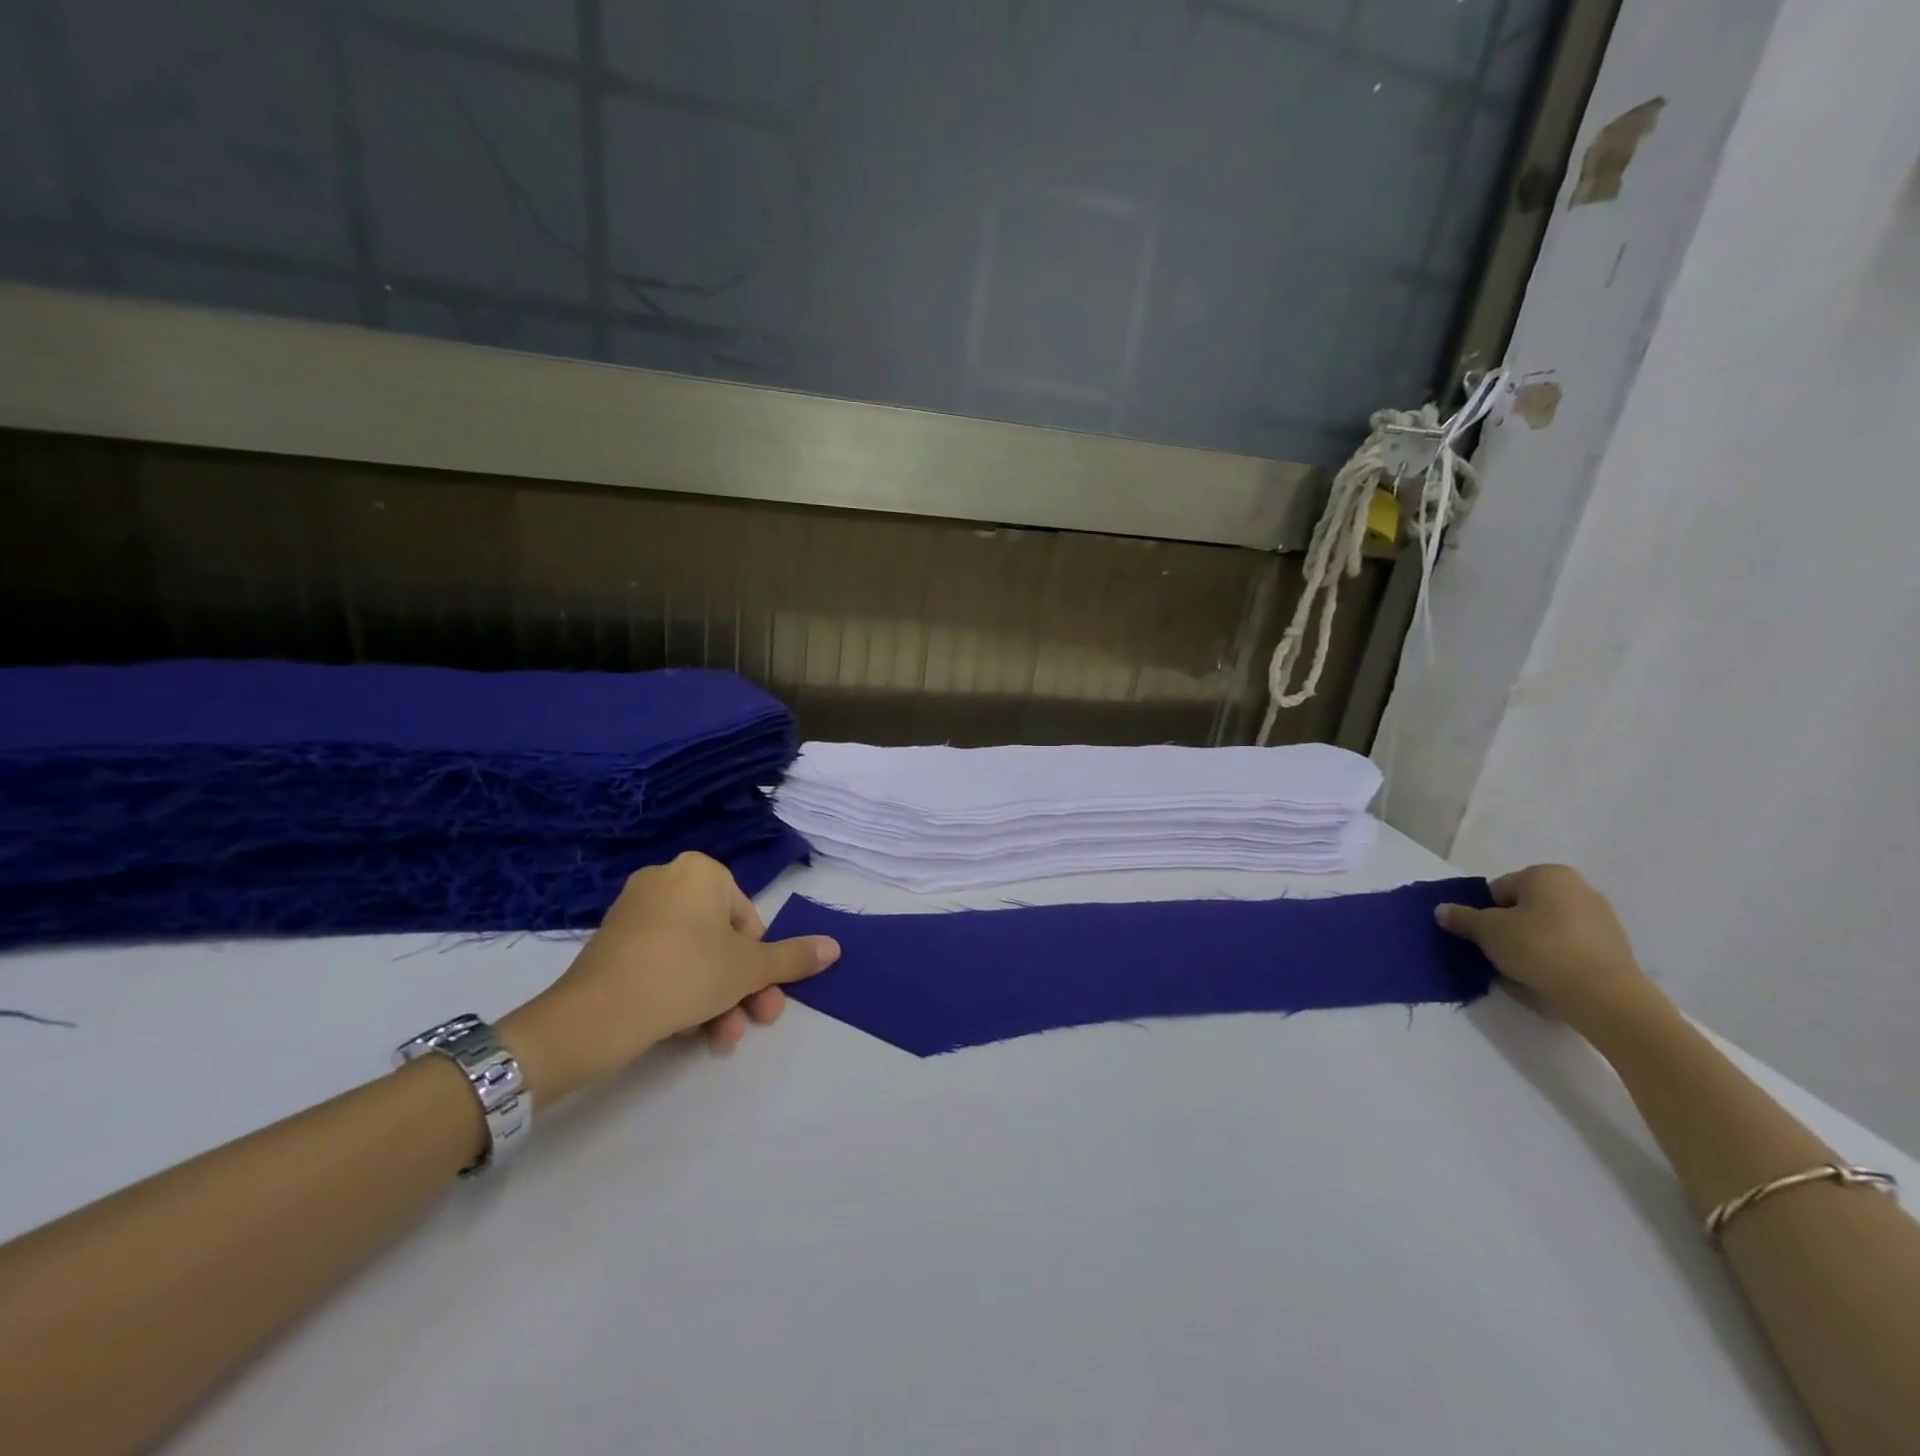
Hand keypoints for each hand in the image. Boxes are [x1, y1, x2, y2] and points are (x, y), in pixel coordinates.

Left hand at [499, 853, 839, 1103]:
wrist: (596, 1014)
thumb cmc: (687, 973)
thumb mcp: (750, 968)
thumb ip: (793, 957)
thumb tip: (835, 947)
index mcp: (702, 871)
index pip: (748, 920)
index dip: (760, 963)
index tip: (761, 995)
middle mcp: (667, 879)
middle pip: (721, 940)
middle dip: (740, 987)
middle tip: (753, 1022)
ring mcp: (634, 910)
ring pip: (693, 956)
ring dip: (715, 999)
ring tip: (719, 1039)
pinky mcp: (610, 942)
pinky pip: (661, 962)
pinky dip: (679, 992)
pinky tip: (685, 1031)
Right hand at [1435, 864, 1667, 1037]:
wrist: (1604, 996)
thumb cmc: (1538, 948)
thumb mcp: (1486, 931)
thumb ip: (1461, 917)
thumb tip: (1443, 910)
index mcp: (1547, 874)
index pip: (1499, 890)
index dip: (1484, 914)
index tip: (1482, 938)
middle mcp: (1578, 887)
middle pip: (1525, 908)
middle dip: (1509, 928)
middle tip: (1498, 953)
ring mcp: (1602, 918)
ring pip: (1548, 929)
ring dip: (1532, 945)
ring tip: (1522, 971)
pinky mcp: (1615, 948)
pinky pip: (1570, 948)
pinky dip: (1556, 959)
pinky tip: (1547, 979)